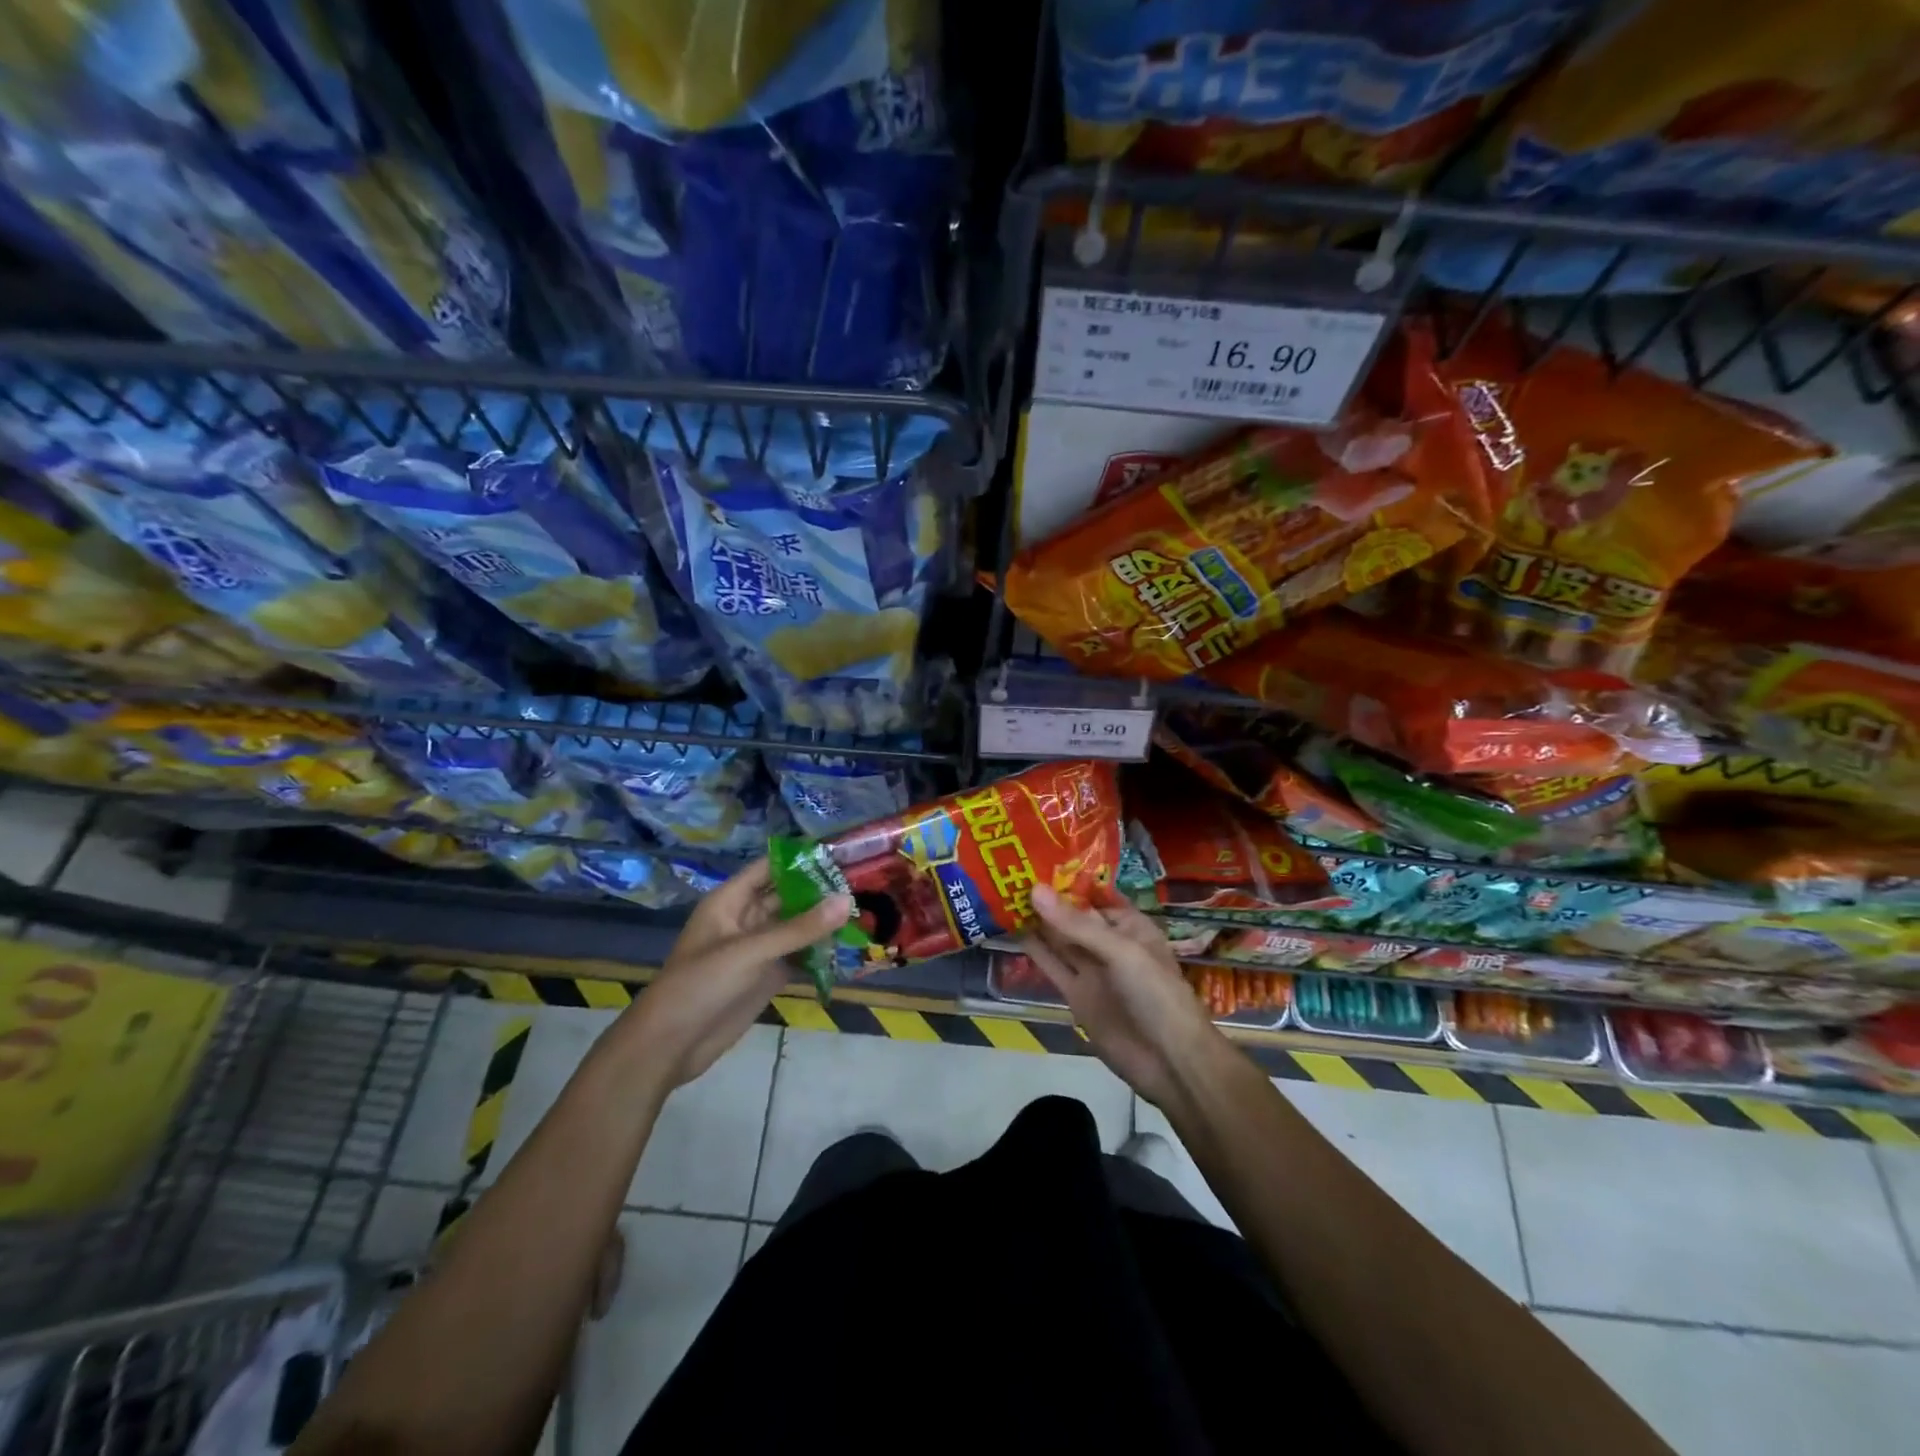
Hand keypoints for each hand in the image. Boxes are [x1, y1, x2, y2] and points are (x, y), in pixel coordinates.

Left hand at [618, 859, 849, 1088]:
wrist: (670, 1045)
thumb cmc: (701, 985)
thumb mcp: (751, 951)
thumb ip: (799, 928)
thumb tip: (846, 900)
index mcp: (730, 901)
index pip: (769, 868)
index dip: (801, 859)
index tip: (841, 853)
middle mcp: (746, 919)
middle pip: (787, 896)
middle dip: (820, 890)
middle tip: (864, 882)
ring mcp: (758, 949)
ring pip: (796, 927)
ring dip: (823, 921)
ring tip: (865, 910)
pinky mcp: (768, 976)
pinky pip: (799, 956)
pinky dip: (820, 951)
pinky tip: (850, 946)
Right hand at [1020, 884, 1224, 1108]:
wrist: (1169, 1061)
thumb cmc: (1156, 994)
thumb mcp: (1120, 951)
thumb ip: (1076, 924)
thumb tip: (1034, 890)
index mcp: (1129, 926)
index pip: (1094, 895)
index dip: (1067, 878)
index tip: (1033, 856)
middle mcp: (1108, 944)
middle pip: (1072, 916)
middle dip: (1046, 898)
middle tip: (1008, 871)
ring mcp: (1091, 970)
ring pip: (1059, 940)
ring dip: (1035, 920)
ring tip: (1002, 893)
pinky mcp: (1076, 995)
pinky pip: (1052, 967)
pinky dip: (1033, 950)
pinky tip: (1010, 930)